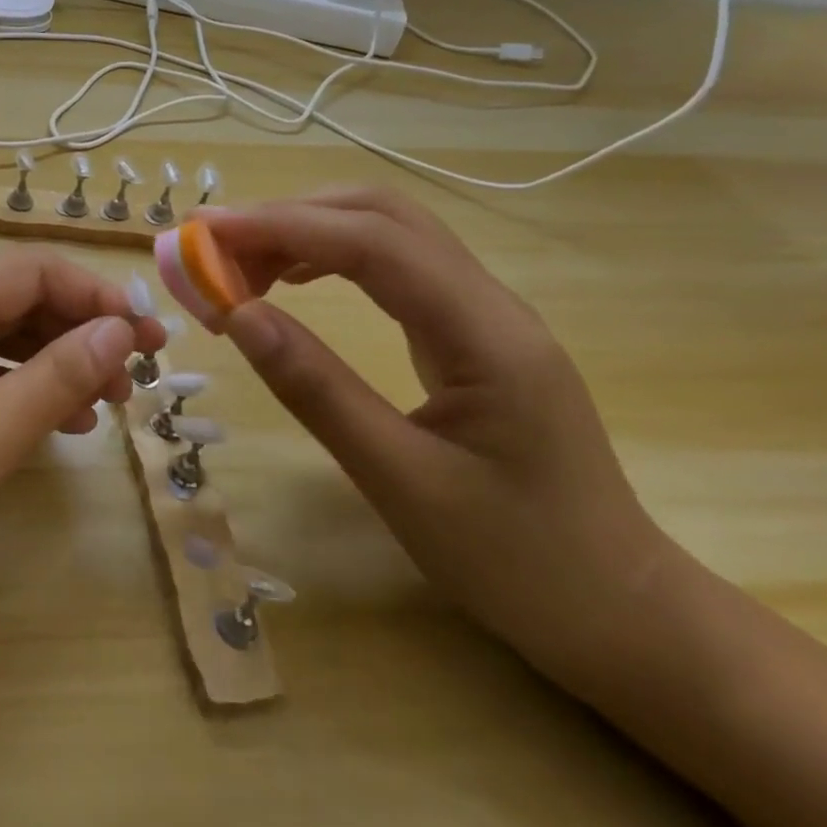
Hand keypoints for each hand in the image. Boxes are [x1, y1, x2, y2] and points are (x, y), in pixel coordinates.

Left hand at [0, 248, 164, 654]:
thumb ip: (55, 379)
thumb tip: (120, 330)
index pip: (32, 270)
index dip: (97, 295)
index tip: (150, 337)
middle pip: (15, 299)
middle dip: (79, 330)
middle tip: (136, 378)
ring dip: (52, 362)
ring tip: (104, 407)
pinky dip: (15, 391)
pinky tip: (48, 425)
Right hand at [209, 189, 674, 690]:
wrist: (621, 612)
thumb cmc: (518, 562)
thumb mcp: (402, 484)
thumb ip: (318, 391)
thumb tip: (239, 315)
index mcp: (485, 334)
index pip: (373, 243)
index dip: (282, 226)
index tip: (205, 231)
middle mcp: (489, 302)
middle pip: (382, 215)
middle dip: (290, 216)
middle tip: (213, 246)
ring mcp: (483, 312)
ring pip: (387, 232)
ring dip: (308, 231)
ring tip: (240, 265)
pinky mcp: (470, 331)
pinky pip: (393, 266)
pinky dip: (330, 257)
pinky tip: (293, 281)